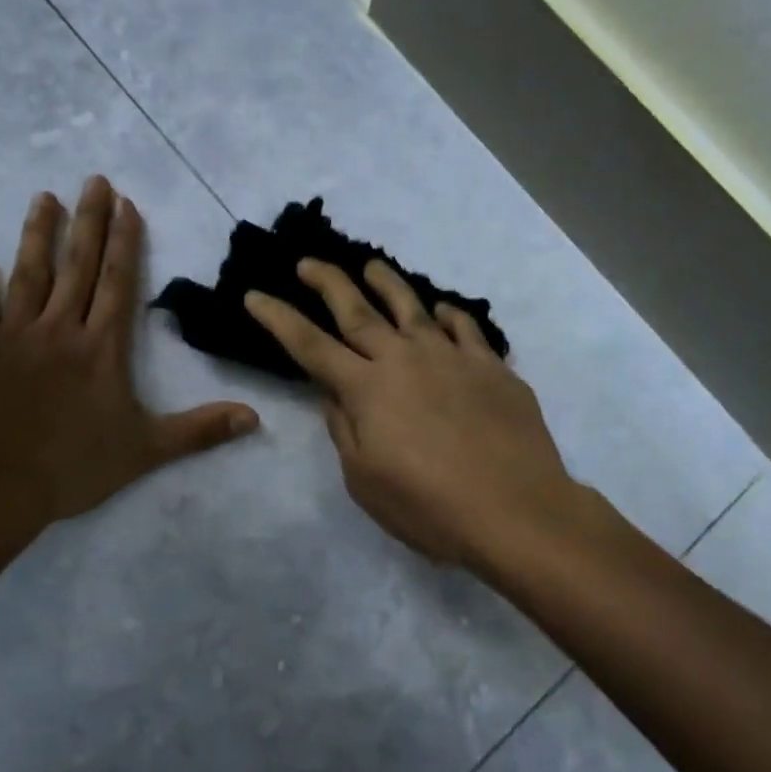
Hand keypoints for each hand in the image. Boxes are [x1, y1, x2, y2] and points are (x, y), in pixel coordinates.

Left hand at [0, 177, 258, 527]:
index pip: (118, 283)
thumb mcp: (147, 450)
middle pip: (78, 266)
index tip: (126, 205)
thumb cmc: (74, 465)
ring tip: (44, 197)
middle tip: (94, 180)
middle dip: (89, 221)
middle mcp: (60, 329)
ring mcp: (13, 336)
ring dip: (38, 234)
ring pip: (28, 275)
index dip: (125, 242)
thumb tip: (255, 418)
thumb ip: (200, 430)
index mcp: (102, 347)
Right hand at [244, 259, 580, 571]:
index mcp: (366, 389)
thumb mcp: (364, 480)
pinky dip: (449, 315)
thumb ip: (344, 430)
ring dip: (386, 283)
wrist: (515, 509)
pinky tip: (442, 310)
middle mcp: (404, 359)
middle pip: (357, 311)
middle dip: (327, 282)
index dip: (278, 318)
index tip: (255, 295)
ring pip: (412, 308)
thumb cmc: (429, 507)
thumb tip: (335, 394)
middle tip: (308, 262)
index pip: (310, 345)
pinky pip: (465, 328)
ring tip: (371, 265)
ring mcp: (451, 357)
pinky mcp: (491, 367)